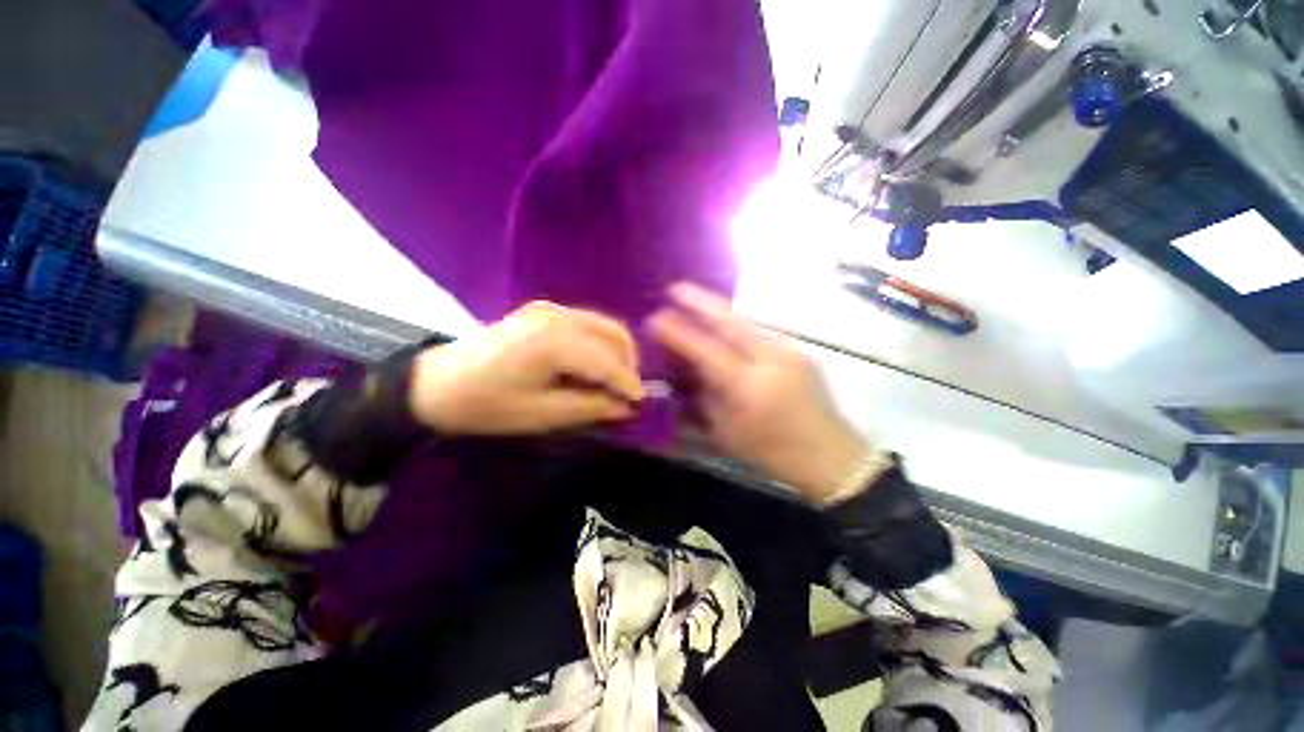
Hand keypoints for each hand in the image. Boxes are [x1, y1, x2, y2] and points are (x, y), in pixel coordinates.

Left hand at [409, 302, 643, 434]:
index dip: (628, 382)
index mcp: (553, 342)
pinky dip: (601, 343)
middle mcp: (557, 316)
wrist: (439, 383)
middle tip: (626, 392)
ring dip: (617, 351)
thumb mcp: (541, 414)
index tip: (641, 402)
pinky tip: (594, 364)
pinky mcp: (545, 309)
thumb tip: (625, 407)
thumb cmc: (487, 405)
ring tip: (614, 380)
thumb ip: (590, 407)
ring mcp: (551, 308)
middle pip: (613, 334)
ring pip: (605, 325)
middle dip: (628, 364)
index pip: (607, 360)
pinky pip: (589, 323)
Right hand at [648, 284, 873, 503]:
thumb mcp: (725, 431)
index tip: (655, 317)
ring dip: (719, 309)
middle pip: (730, 321)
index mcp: (745, 385)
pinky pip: (761, 331)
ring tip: (698, 301)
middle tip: (676, 288)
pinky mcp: (799, 351)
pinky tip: (728, 327)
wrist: (828, 454)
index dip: (677, 332)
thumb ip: (703, 396)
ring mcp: (788, 351)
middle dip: (699, 301)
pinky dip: (739, 325)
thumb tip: (686, 369)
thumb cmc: (770, 450)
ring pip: (747, 321)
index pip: (704, 350)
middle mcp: (768, 360)